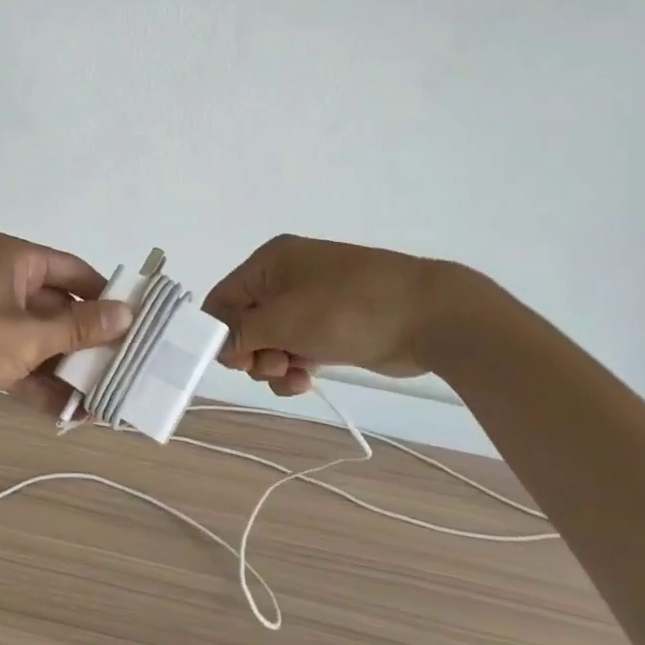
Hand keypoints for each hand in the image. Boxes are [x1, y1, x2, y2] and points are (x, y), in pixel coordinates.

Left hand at [0, 233, 132, 427]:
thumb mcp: (25, 336)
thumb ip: (78, 328)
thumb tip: (127, 313)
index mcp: (12, 258)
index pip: (74, 270)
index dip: (105, 296)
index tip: (136, 325)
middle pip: (56, 306)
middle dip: (86, 341)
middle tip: (123, 368)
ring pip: (35, 337)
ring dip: (63, 367)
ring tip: (101, 398)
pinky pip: (12, 358)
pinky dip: (35, 380)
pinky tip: (65, 411)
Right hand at [203, 235, 462, 396]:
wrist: (428, 315)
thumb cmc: (347, 308)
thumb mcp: (284, 319)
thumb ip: (241, 332)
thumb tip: (216, 344)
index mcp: (270, 262)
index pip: (223, 298)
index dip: (219, 332)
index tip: (232, 362)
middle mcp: (285, 278)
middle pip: (245, 323)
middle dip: (252, 352)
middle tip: (273, 365)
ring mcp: (310, 303)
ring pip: (271, 341)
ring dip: (273, 365)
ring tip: (294, 375)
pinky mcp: (330, 328)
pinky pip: (296, 349)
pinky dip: (294, 368)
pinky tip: (305, 382)